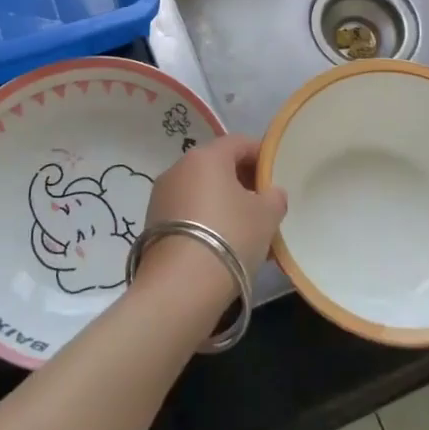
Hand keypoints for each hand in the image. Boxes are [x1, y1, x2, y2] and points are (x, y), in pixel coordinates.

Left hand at [134, 135, 287, 312]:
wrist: (180, 286)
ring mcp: (161, 196)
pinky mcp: (151, 224)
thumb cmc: (230, 237)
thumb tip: (271, 193)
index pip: (239, 143)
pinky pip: (187, 213)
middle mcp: (178, 168)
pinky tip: (223, 247)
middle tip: (264, 205)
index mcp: (206, 156)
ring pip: (202, 192)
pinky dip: (206, 221)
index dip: (261, 155)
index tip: (277, 175)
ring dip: (224, 204)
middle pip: (217, 166)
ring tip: (246, 232)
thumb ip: (274, 197)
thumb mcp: (266, 215)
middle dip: (243, 182)